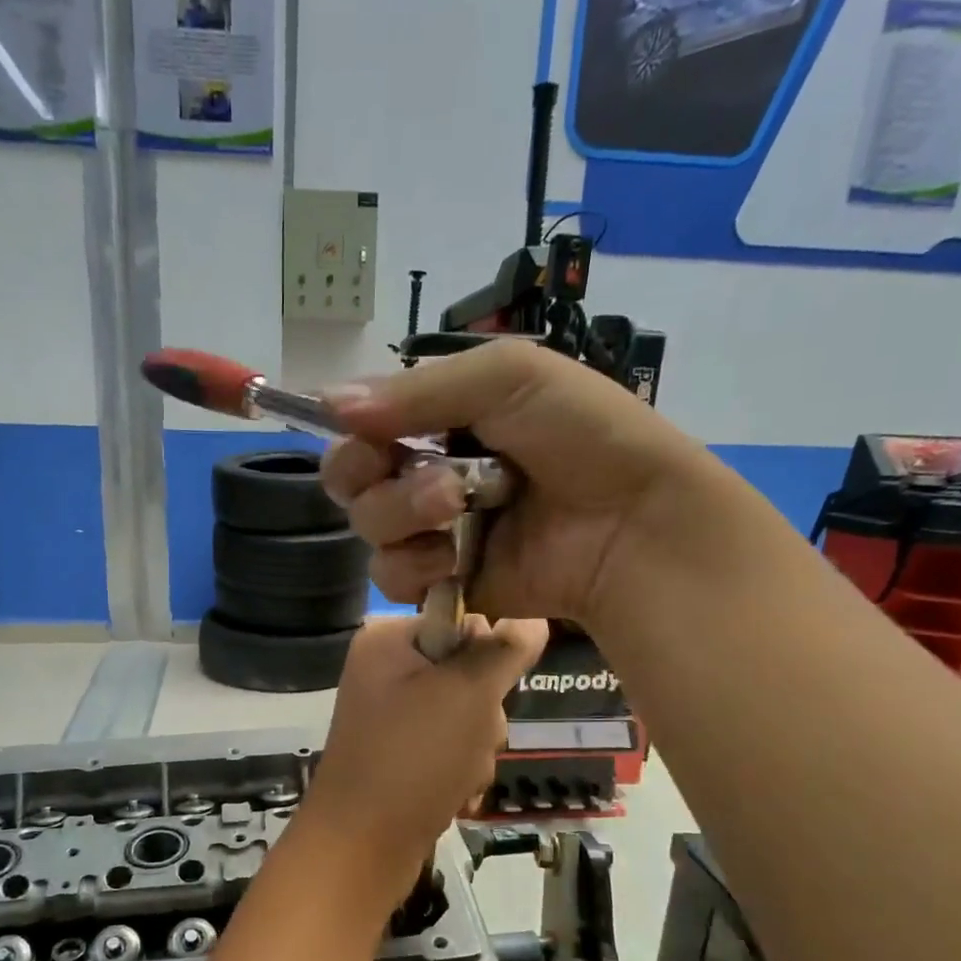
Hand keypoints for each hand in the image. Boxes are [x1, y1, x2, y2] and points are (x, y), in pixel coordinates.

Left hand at [297, 615, 546, 894]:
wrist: (362, 846)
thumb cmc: (414, 758)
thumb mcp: (469, 693)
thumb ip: (504, 650)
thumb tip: (533, 617)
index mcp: (388, 640)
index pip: (463, 622)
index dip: (489, 658)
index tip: (489, 692)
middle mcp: (385, 671)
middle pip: (469, 674)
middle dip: (482, 716)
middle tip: (469, 740)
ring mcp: (390, 716)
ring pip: (467, 717)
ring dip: (475, 750)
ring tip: (456, 775)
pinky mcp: (398, 754)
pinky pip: (449, 749)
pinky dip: (458, 772)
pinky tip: (451, 794)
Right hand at [320, 340, 720, 628]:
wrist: (633, 524)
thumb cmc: (584, 436)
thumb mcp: (511, 378)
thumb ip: (418, 390)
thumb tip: (327, 403)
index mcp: (443, 420)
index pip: (364, 426)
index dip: (354, 432)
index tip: (368, 433)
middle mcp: (428, 472)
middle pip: (351, 479)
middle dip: (371, 475)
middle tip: (409, 471)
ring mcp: (434, 531)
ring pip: (367, 527)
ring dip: (402, 515)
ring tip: (455, 508)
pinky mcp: (443, 582)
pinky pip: (391, 578)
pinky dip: (413, 567)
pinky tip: (451, 559)